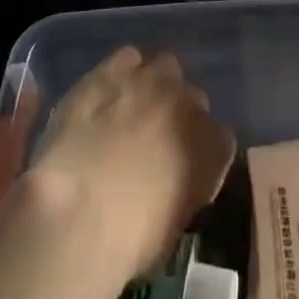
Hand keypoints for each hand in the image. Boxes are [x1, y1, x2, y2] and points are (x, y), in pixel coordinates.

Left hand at [26, 46, 235, 279]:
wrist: (78, 213)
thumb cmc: (129, 241)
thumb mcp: (172, 226)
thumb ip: (183, 190)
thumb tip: (171, 180)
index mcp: (212, 148)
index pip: (220, 138)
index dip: (200, 152)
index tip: (182, 168)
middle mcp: (188, 105)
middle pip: (193, 96)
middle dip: (178, 113)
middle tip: (153, 138)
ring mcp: (150, 82)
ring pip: (165, 67)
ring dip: (154, 85)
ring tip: (131, 108)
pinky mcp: (112, 70)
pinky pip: (127, 57)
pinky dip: (122, 71)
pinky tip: (107, 92)